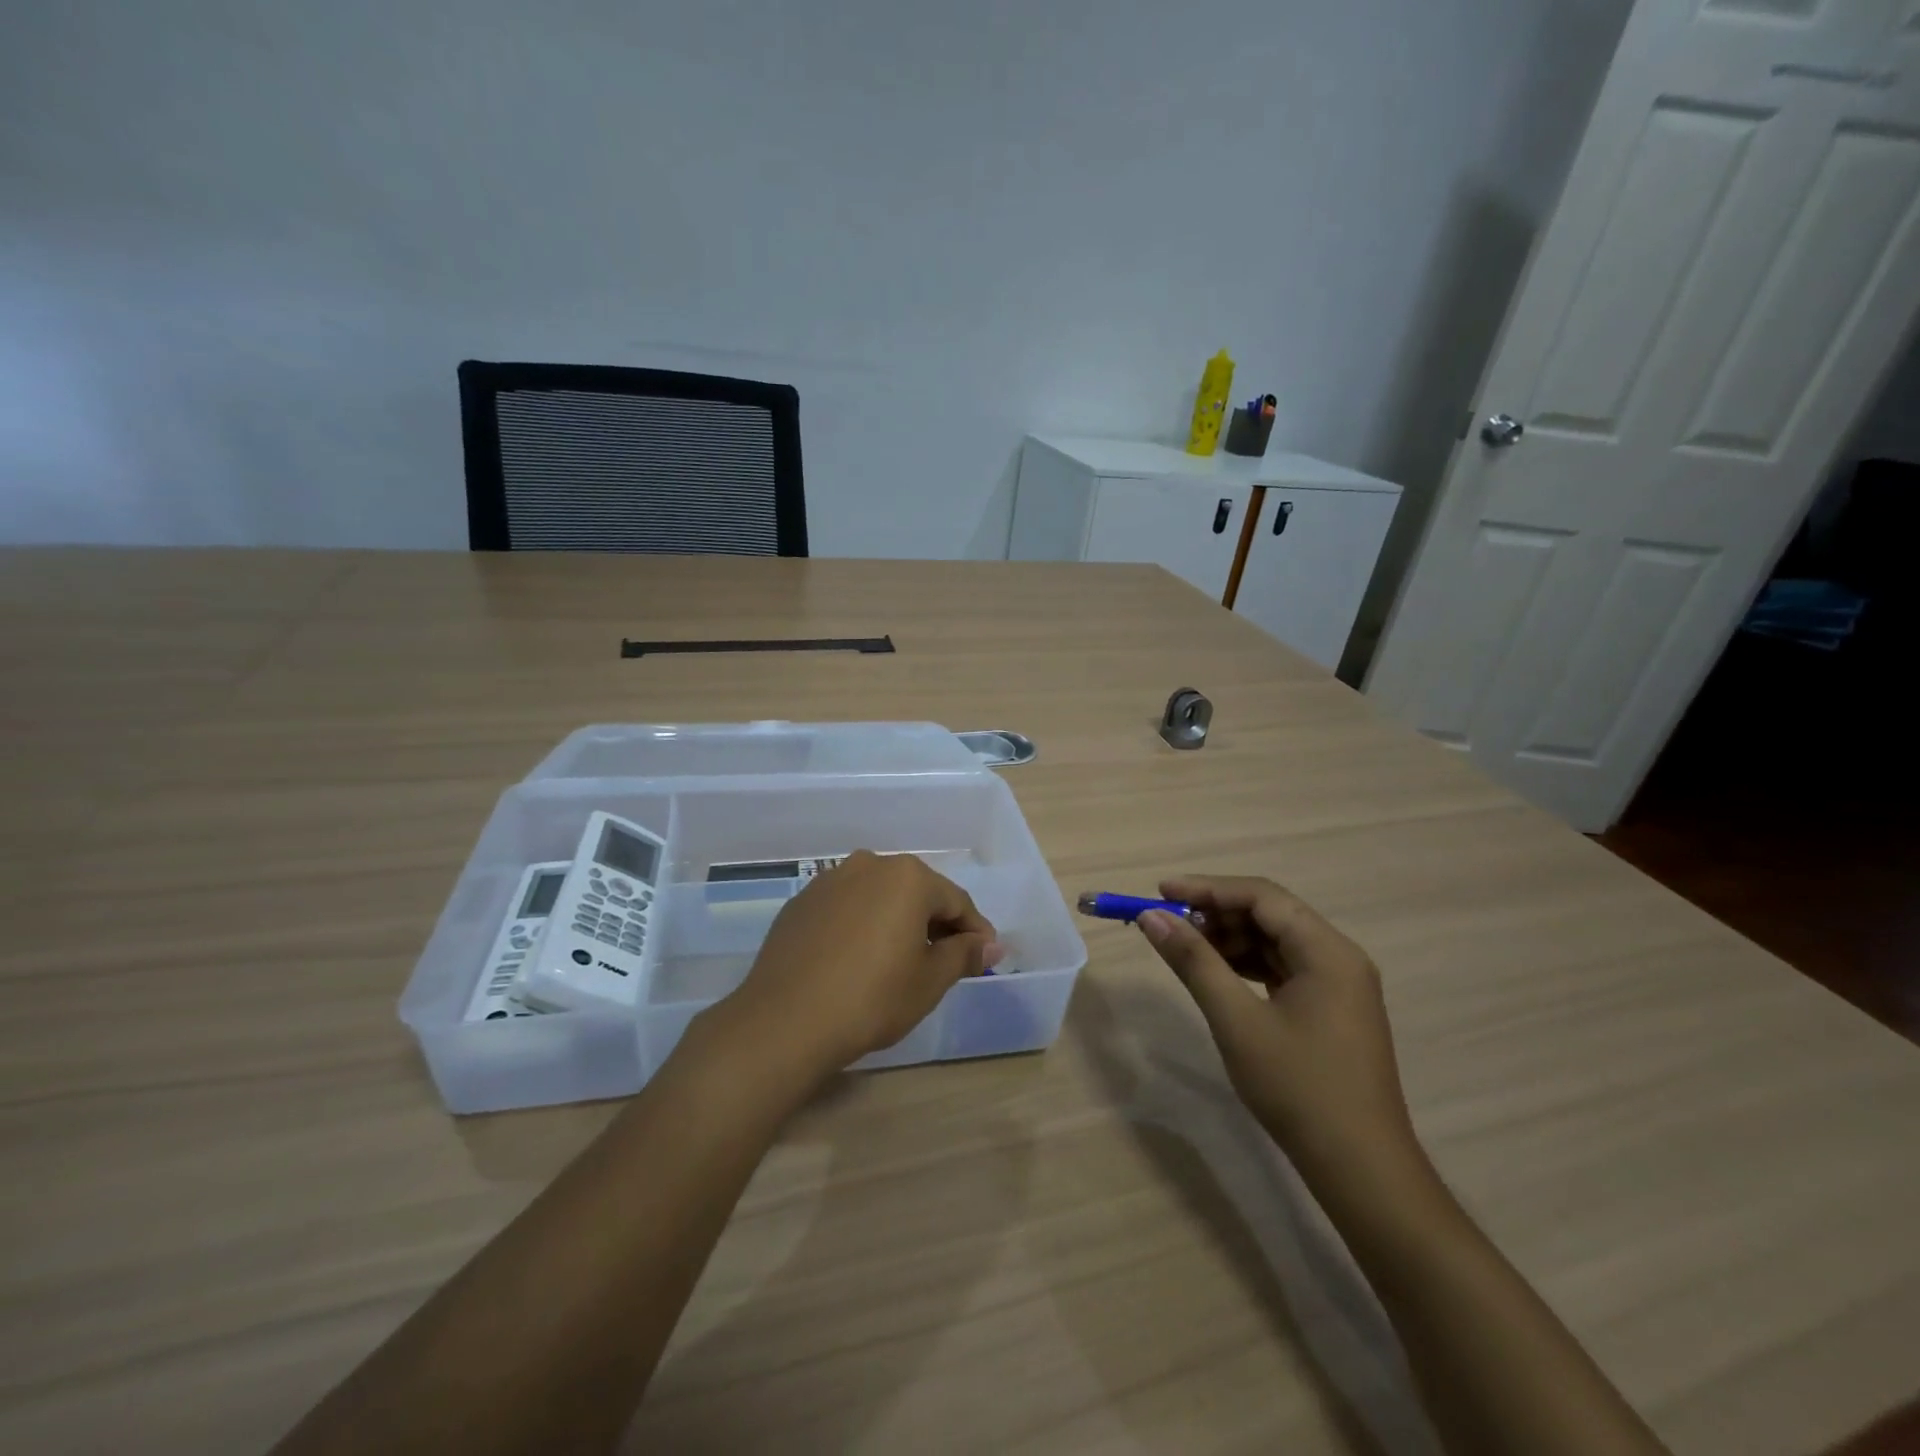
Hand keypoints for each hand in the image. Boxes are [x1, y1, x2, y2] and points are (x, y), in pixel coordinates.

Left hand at [717, 851, 999, 1081]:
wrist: (785, 1021)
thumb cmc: (872, 998)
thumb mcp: (930, 980)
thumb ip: (964, 954)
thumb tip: (991, 944)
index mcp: (907, 876)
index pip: (955, 901)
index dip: (975, 931)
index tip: (984, 957)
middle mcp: (869, 865)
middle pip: (916, 893)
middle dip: (936, 924)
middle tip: (946, 962)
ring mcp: (830, 880)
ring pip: (879, 897)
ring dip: (897, 921)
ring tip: (901, 960)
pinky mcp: (802, 902)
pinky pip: (847, 907)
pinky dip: (862, 926)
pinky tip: (859, 959)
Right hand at [1138, 875, 1418, 1185]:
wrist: (1360, 1169)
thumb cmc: (1298, 1088)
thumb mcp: (1236, 1020)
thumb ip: (1194, 961)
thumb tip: (1151, 918)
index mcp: (1327, 951)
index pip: (1261, 896)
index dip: (1207, 888)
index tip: (1160, 892)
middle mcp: (1339, 957)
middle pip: (1270, 914)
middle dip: (1216, 914)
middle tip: (1168, 925)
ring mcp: (1339, 985)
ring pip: (1275, 941)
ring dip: (1229, 939)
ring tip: (1185, 949)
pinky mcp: (1332, 1009)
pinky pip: (1283, 968)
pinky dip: (1246, 965)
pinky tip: (1217, 975)